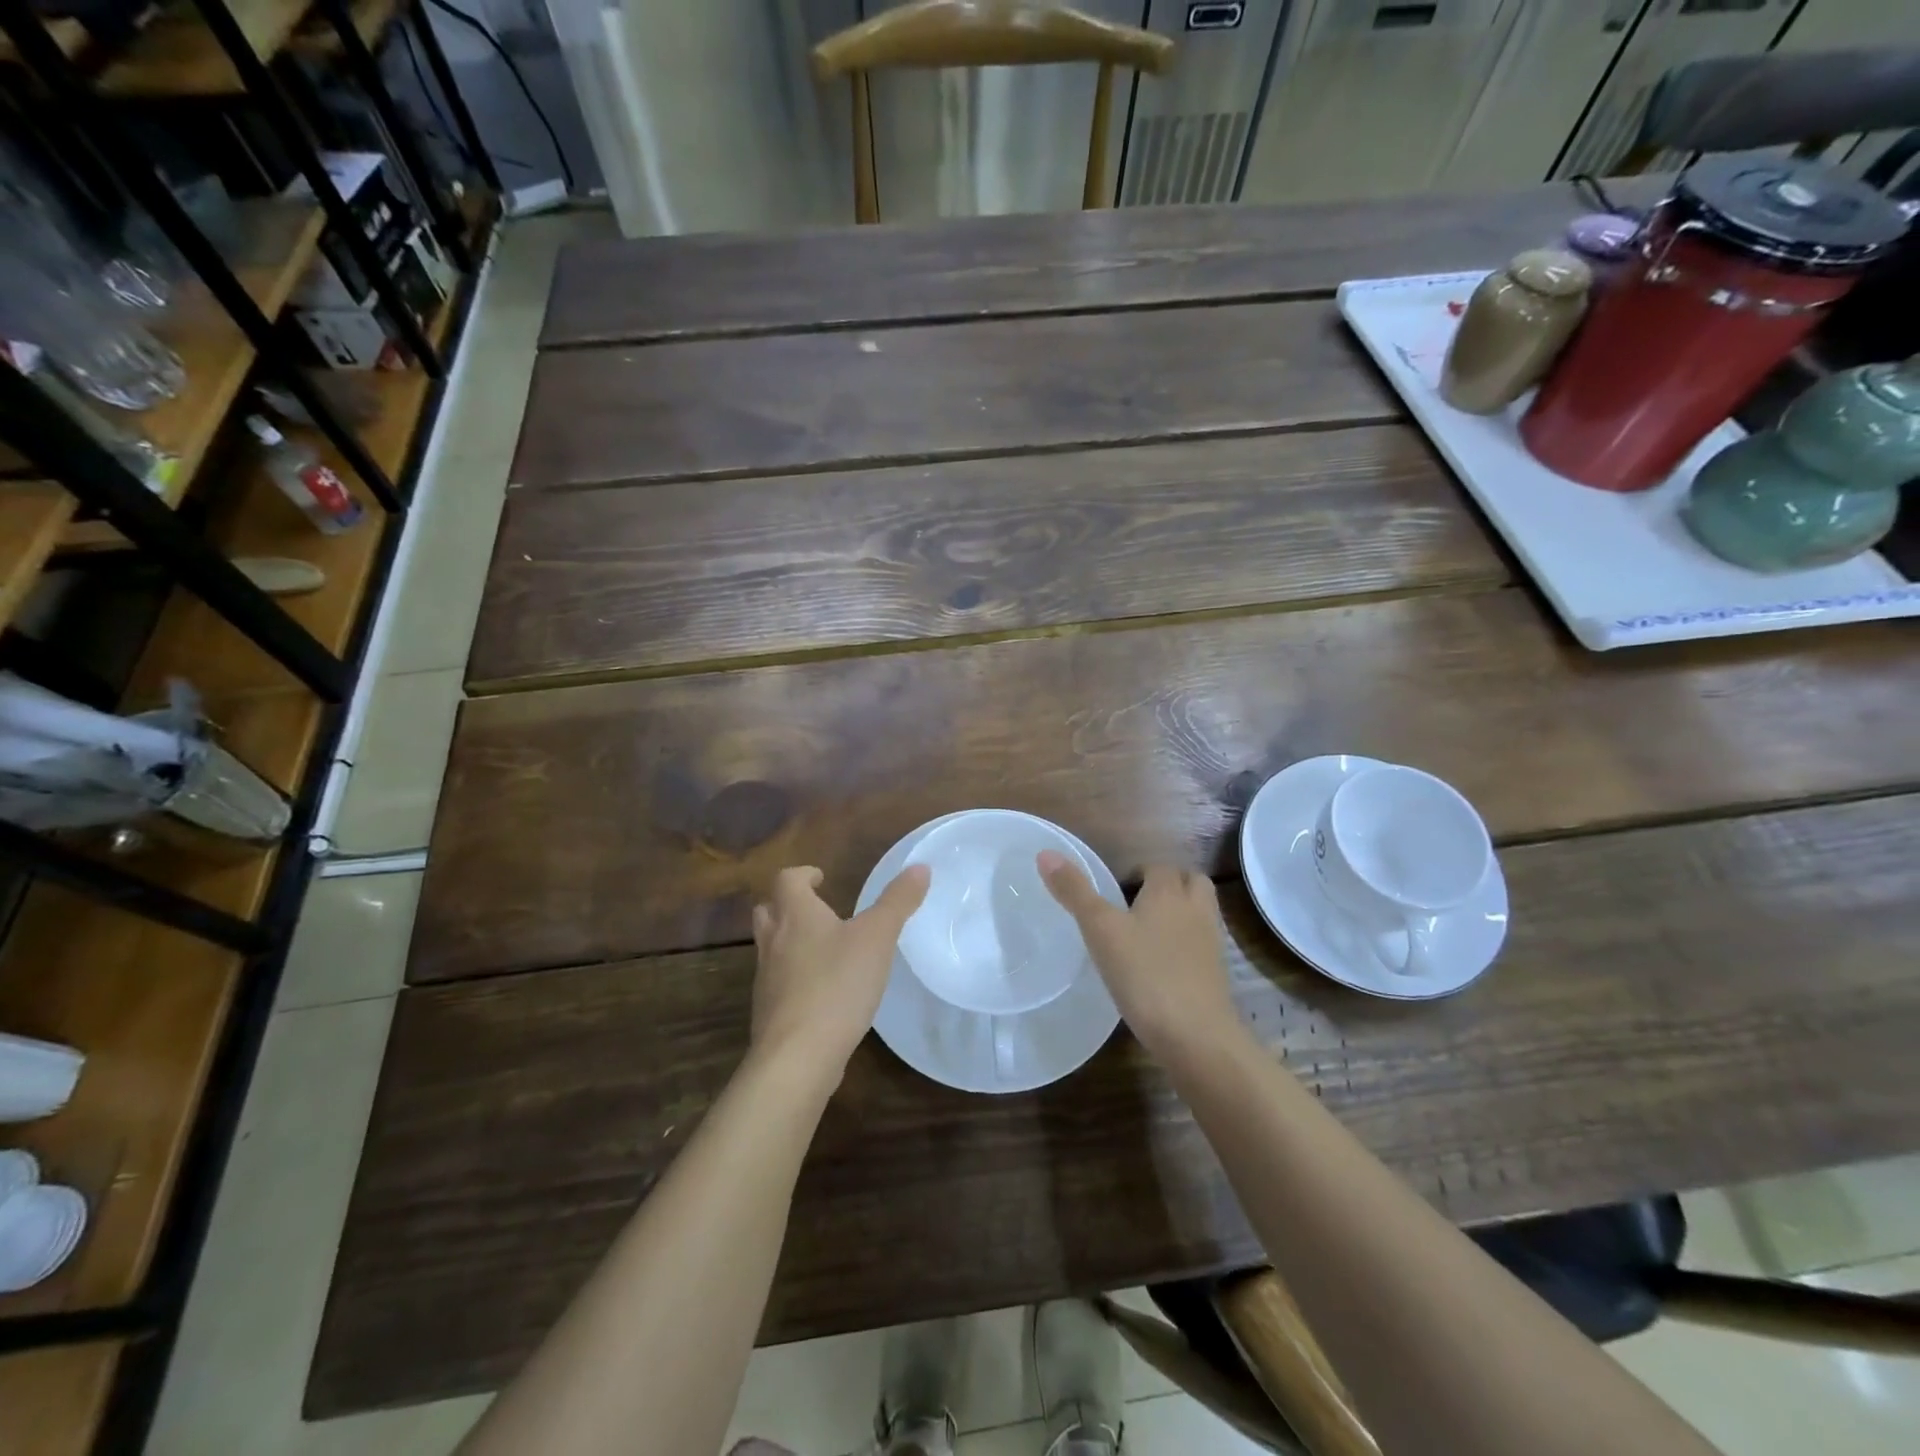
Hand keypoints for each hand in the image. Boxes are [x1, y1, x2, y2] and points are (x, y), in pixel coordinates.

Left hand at [750, 864, 929, 1078]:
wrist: (797, 1056)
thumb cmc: (837, 984)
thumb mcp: (877, 937)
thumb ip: (898, 902)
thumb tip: (919, 867)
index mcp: (796, 915)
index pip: (786, 880)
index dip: (802, 874)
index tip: (820, 878)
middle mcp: (774, 941)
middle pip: (768, 911)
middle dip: (787, 905)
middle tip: (815, 909)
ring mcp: (766, 979)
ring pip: (769, 948)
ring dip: (788, 942)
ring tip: (821, 950)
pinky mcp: (769, 1013)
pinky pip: (777, 984)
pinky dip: (793, 979)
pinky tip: (820, 993)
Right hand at [1038, 854, 1237, 1057]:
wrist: (1197, 1036)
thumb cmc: (1145, 974)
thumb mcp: (1100, 930)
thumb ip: (1075, 892)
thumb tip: (1046, 853)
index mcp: (1168, 892)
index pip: (1159, 866)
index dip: (1138, 872)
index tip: (1114, 889)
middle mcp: (1196, 910)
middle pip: (1191, 882)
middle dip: (1169, 885)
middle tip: (1136, 903)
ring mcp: (1212, 944)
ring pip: (1200, 913)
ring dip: (1180, 913)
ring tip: (1147, 932)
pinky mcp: (1217, 976)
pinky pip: (1202, 946)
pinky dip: (1185, 946)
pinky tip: (1160, 966)